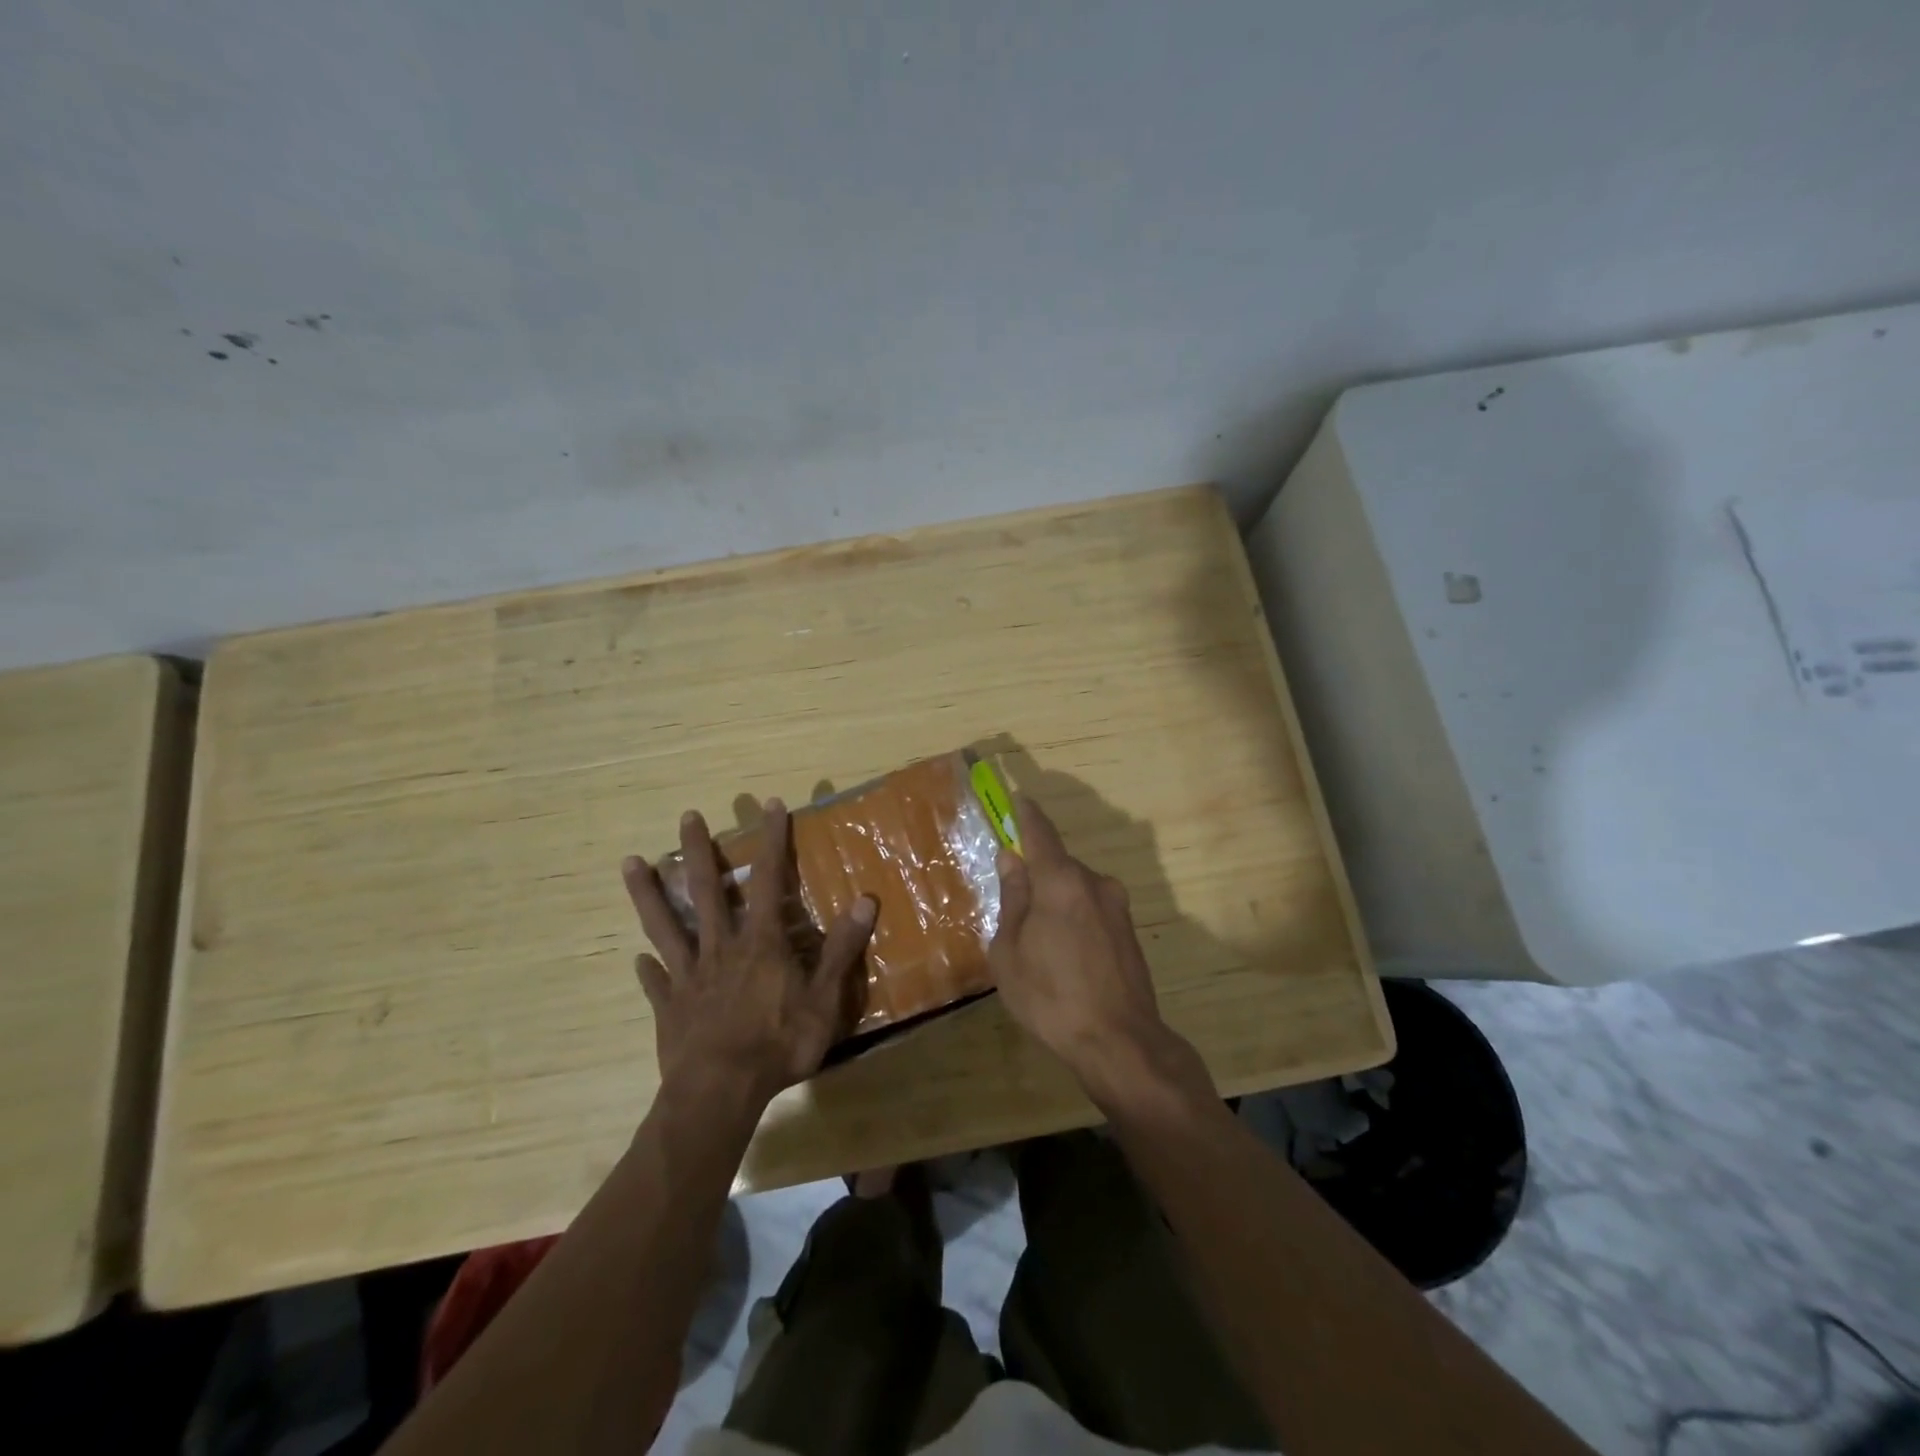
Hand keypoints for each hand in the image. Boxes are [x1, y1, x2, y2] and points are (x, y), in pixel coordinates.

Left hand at [621, 800, 875, 1108]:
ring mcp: (689, 976)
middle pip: (706, 891)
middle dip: (698, 851)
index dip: (771, 841)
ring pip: (665, 925)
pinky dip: (648, 969)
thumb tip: (865, 900)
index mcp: (760, 942)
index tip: (770, 806)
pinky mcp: (670, 1007)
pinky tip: (638, 960)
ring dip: (649, 893)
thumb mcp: (824, 999)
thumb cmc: (777, 1044)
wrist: (719, 1092)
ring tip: (630, 863)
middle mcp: (721, 948)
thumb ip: (841, 949)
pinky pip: (656, 981)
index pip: (768, 879)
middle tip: (687, 816)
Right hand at [988, 794, 1198, 1103]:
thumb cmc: (1050, 996)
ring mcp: (1117, 907)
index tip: (1018, 799)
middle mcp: (1094, 883)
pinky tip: (1065, 956)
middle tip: (1015, 903)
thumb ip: (1012, 898)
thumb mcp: (1010, 950)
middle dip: (1037, 875)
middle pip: (1059, 865)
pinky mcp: (1129, 931)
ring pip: (1076, 890)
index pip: (1041, 833)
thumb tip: (1011, 860)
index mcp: (1061, 882)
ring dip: (1057, 901)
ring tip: (1039, 943)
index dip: (1026, 815)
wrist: (1119, 1042)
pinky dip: (1075, 918)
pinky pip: (1092, 910)